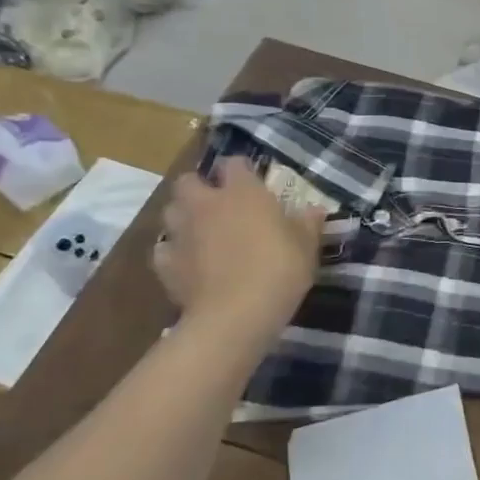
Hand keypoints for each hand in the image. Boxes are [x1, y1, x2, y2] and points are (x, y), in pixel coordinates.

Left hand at [152, 157, 325, 342]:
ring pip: (170, 212)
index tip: (253, 182)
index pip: (234, 163)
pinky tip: (188, 264)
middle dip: (200, 188)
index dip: (242, 170)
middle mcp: (206, 204)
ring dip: (183, 217)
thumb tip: (314, 209)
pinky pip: (164, 249)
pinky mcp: (165, 264)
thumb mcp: (306, 246)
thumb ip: (307, 224)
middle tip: (219, 205)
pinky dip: (174, 252)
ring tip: (201, 232)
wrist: (234, 315)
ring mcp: (181, 233)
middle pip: (189, 181)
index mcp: (242, 192)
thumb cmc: (278, 270)